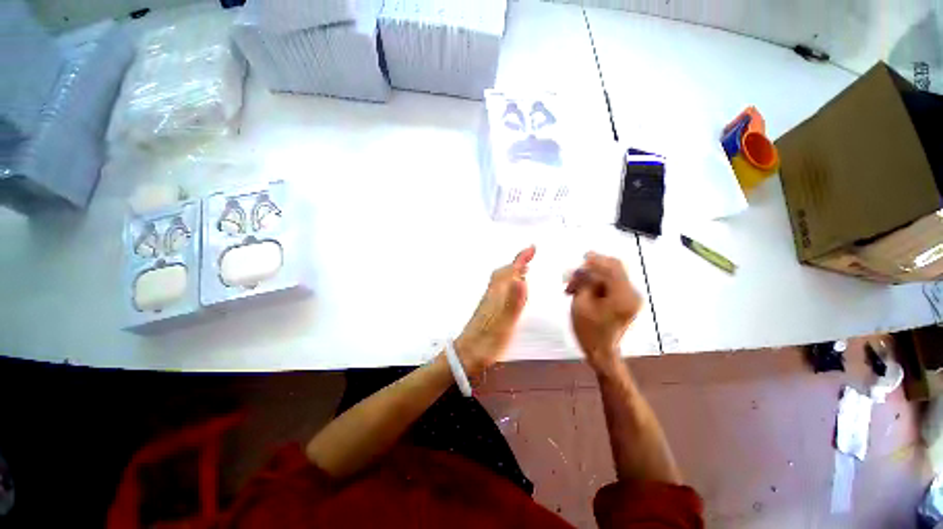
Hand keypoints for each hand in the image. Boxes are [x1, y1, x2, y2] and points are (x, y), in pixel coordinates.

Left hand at [455, 246, 534, 376]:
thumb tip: (521, 279)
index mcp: (497, 295)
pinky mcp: (488, 311)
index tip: (532, 248)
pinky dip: (509, 284)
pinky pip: (500, 290)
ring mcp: (489, 303)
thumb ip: (513, 303)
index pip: (509, 272)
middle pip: (504, 273)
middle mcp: (492, 295)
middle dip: (517, 263)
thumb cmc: (486, 342)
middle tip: (530, 257)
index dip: (520, 259)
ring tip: (525, 270)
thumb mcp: (503, 324)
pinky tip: (512, 292)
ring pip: (501, 281)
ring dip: (513, 272)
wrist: (465, 356)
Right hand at [565, 252, 642, 372]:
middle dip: (592, 268)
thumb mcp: (581, 303)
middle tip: (574, 274)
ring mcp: (631, 298)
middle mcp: (632, 294)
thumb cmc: (588, 330)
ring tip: (572, 287)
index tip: (582, 256)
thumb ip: (584, 281)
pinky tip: (582, 290)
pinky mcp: (626, 301)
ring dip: (591, 278)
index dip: (597, 260)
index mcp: (623, 296)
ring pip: (610, 276)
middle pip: (614, 269)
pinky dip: (596, 284)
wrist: (600, 352)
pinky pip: (611, 285)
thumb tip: (583, 268)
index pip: (612, 268)